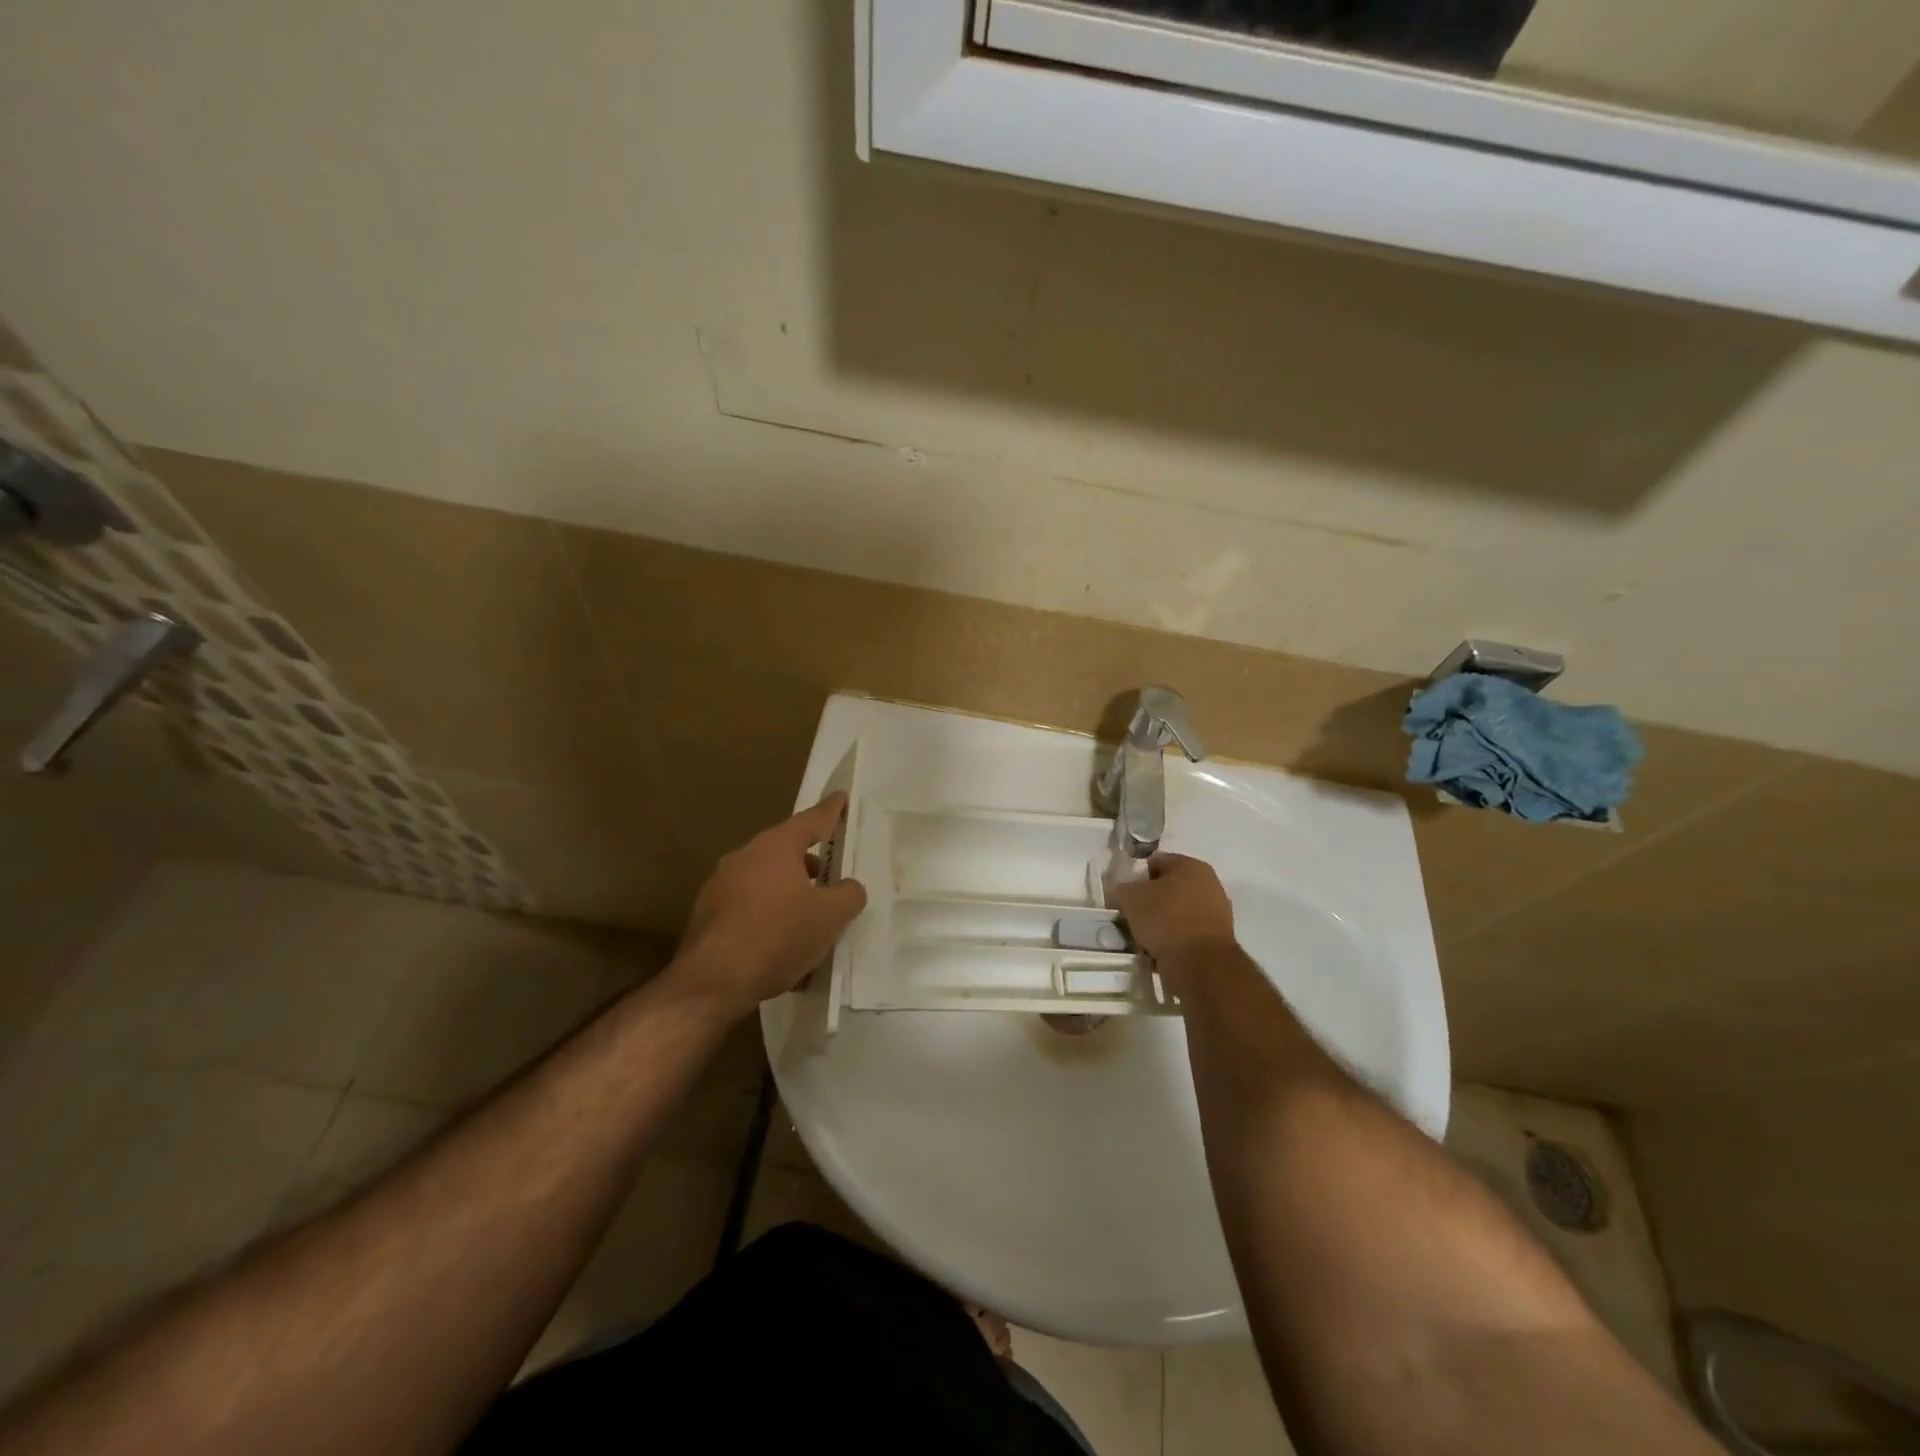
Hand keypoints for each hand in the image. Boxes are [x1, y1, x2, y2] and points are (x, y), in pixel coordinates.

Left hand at [671, 792, 868, 1018]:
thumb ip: (849, 894)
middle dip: (809, 862)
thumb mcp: (830, 917)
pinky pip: (748, 907)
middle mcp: (744, 857)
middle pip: (785, 851)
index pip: (811, 820)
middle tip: (830, 875)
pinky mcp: (707, 915)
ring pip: (765, 880)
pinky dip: (768, 917)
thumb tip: (849, 888)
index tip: (841, 797)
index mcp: (775, 846)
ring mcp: (720, 885)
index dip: (831, 811)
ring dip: (788, 892)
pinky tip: (781, 945)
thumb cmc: (778, 936)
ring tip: (809, 918)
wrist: (712, 982)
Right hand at [1110, 853, 1236, 989]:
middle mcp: (1209, 885)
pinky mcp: (1216, 942)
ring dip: (1159, 924)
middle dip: (1148, 903)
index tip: (1123, 895)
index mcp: (1191, 865)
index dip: (1136, 877)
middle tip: (1130, 917)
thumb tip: (1120, 894)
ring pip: (1175, 914)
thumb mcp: (1129, 898)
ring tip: (1141, 938)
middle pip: (1167, 889)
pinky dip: (1171, 942)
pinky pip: (1184, 935)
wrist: (1200, 965)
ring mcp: (1216, 914)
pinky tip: (1157, 953)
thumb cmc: (1165, 919)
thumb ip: (1121, 890)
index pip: (1156, 862)